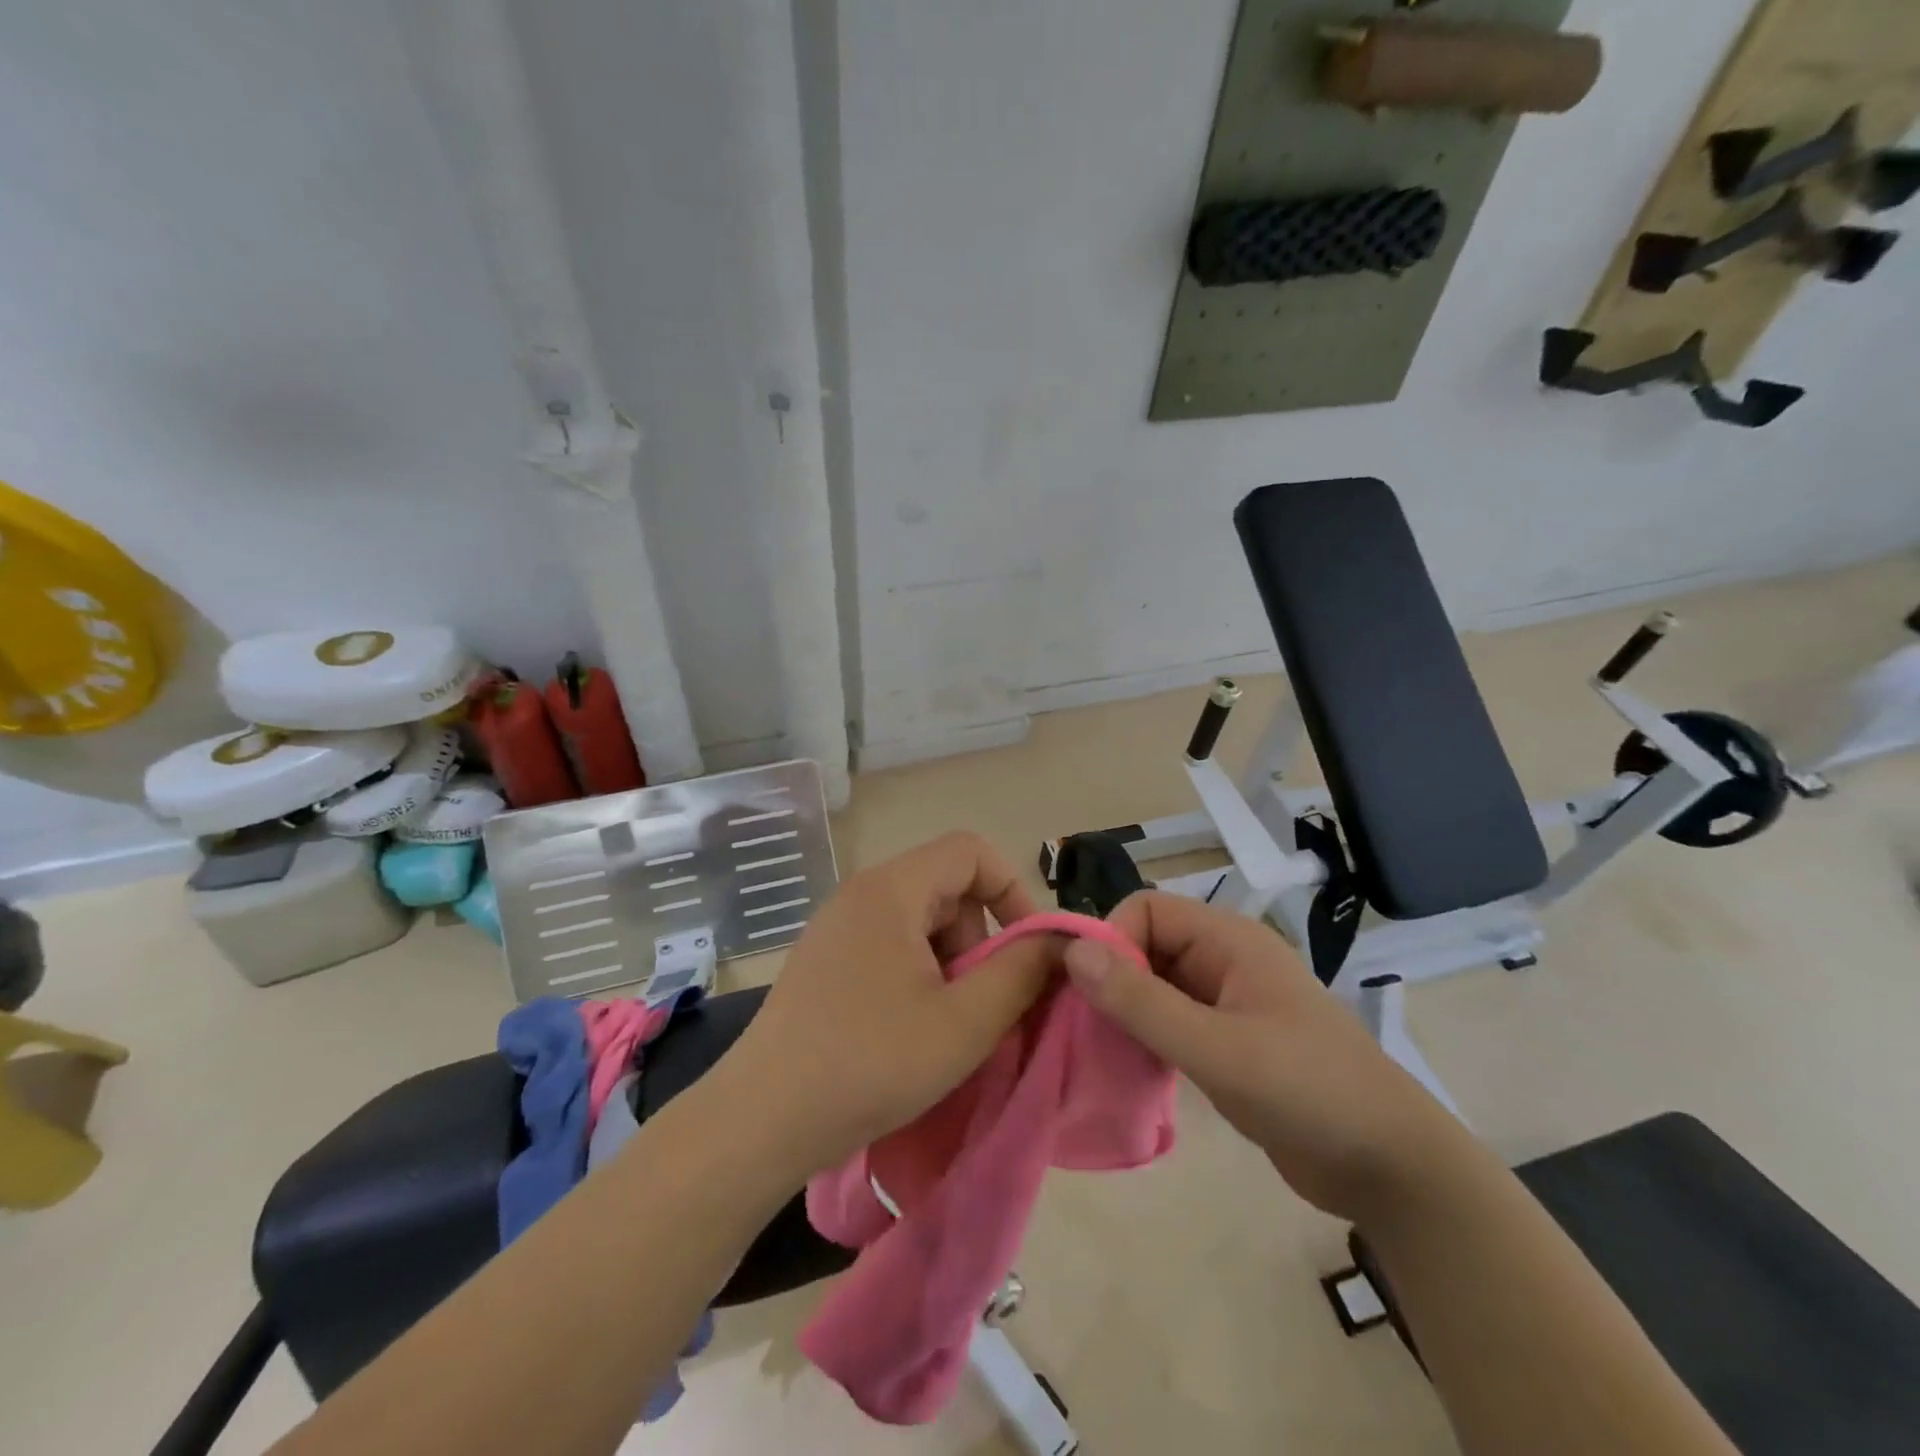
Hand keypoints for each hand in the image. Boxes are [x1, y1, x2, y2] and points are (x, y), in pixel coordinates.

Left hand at [717, 832, 1060, 1183]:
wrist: (761, 1120)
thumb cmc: (871, 1062)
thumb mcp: (964, 1022)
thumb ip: (1021, 972)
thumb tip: (1060, 940)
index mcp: (891, 889)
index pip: (970, 851)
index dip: (1012, 890)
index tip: (1028, 950)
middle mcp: (861, 894)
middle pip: (946, 888)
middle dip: (979, 940)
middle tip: (979, 1004)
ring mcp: (837, 927)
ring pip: (920, 922)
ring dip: (950, 964)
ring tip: (945, 1026)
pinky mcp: (824, 961)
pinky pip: (890, 946)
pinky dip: (918, 977)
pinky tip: (910, 1032)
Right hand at [1064, 891, 1454, 1219]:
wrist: (1391, 1168)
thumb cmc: (1307, 1092)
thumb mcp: (1217, 1048)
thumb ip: (1143, 1002)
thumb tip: (1074, 951)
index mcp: (1229, 940)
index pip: (1147, 909)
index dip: (1113, 940)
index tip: (1094, 993)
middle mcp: (1225, 959)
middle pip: (1147, 944)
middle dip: (1114, 979)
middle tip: (1090, 1028)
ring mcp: (1228, 1001)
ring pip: (1155, 984)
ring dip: (1127, 1011)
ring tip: (1105, 1052)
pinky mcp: (1229, 1040)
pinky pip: (1171, 1020)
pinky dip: (1146, 1036)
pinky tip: (1133, 1069)